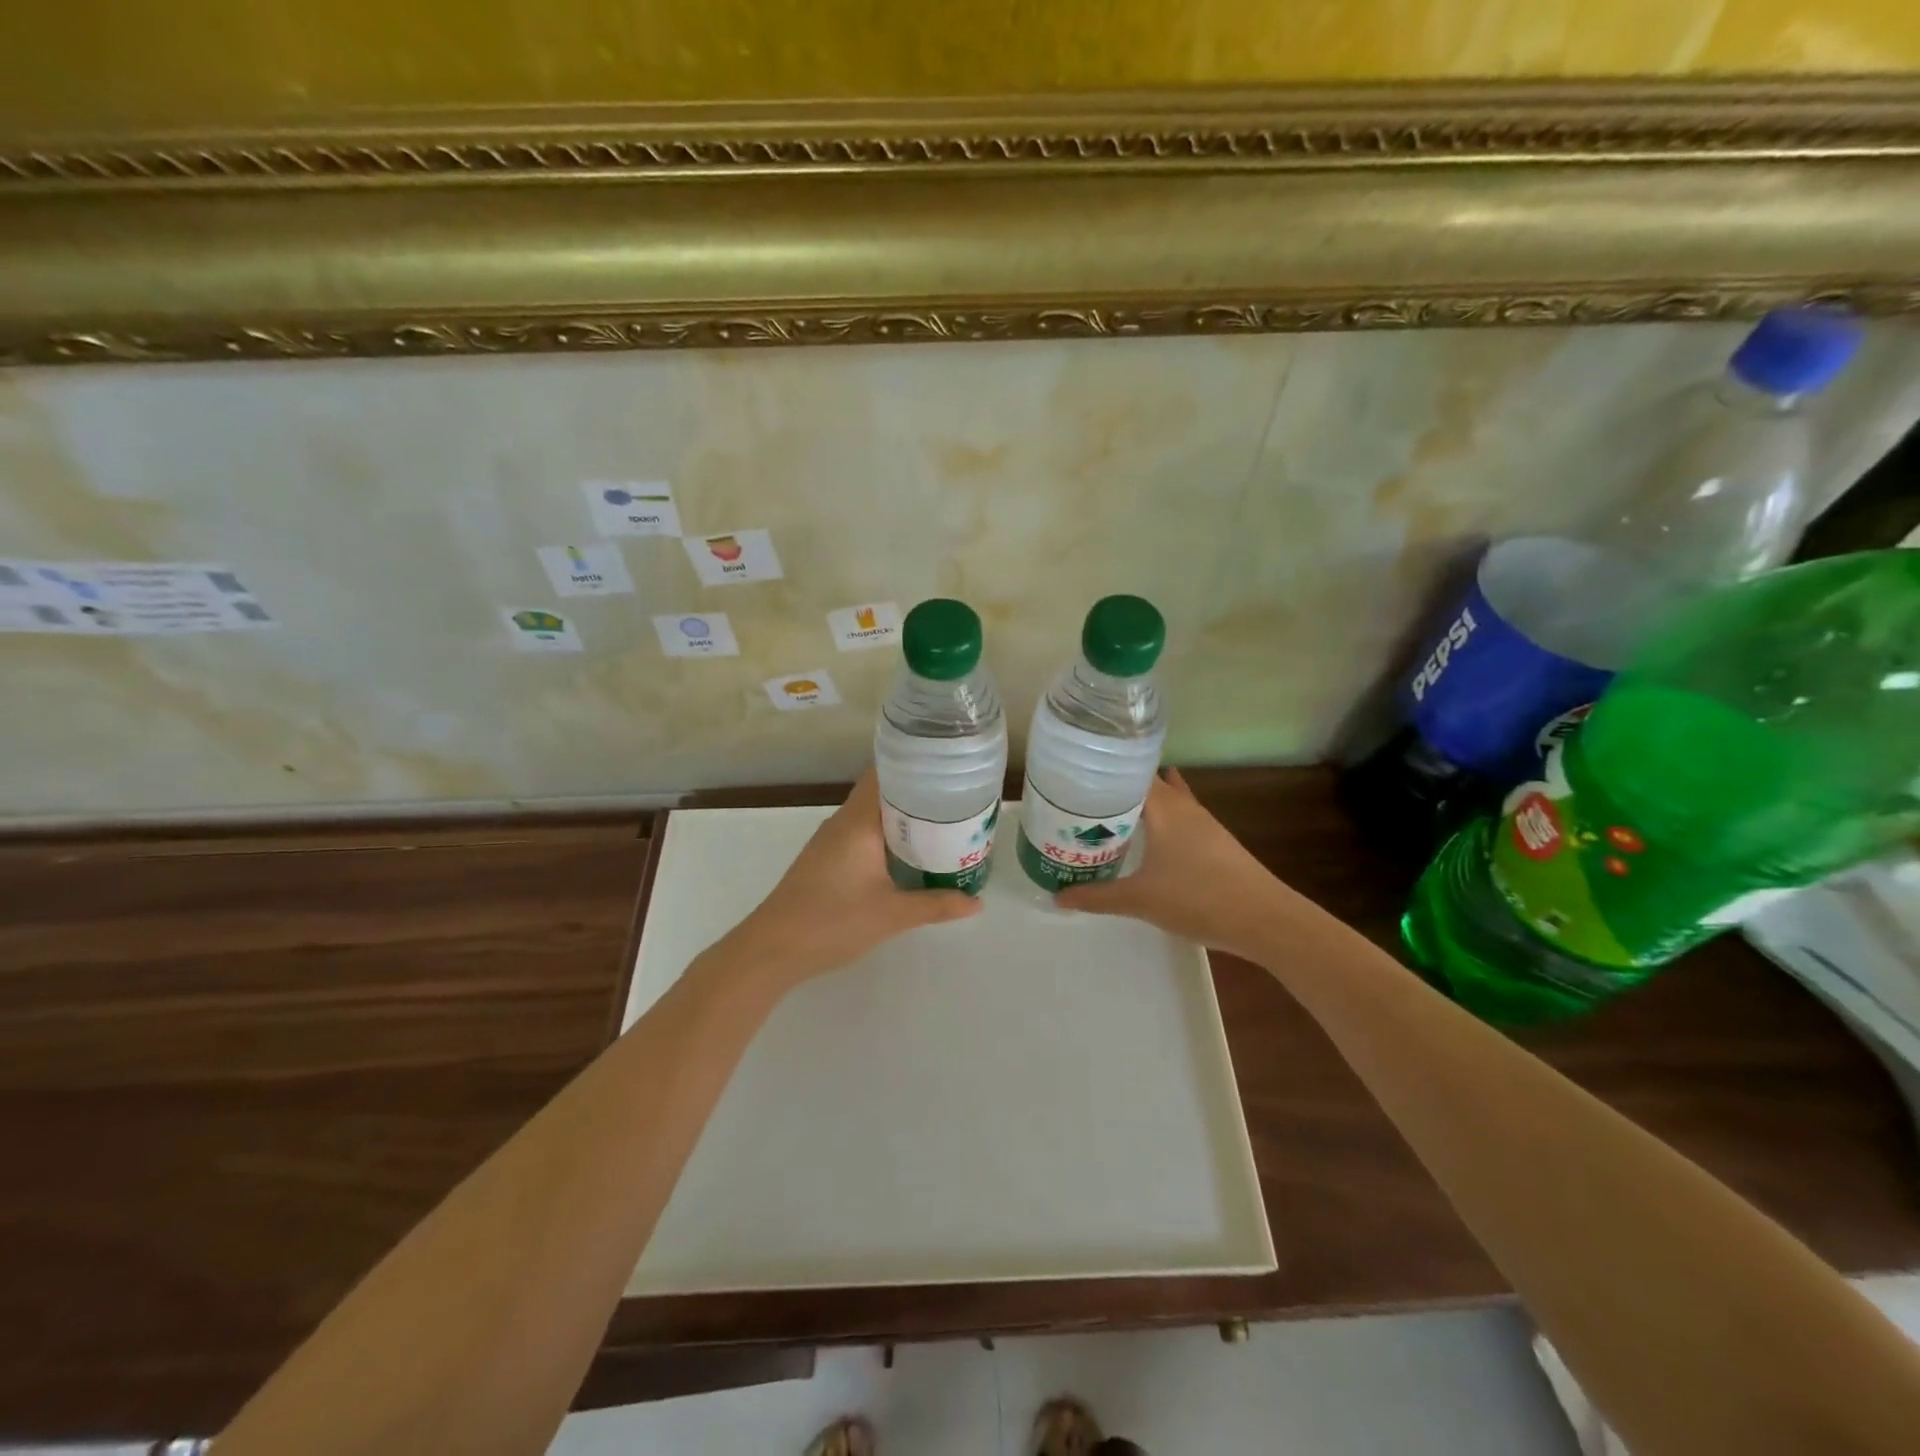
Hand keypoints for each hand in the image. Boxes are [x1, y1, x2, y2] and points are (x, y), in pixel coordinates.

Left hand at [712, 769, 982, 996]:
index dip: (915, 765)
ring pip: (872, 817)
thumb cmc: (832, 922)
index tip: (948, 767)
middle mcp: (842, 823)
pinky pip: (863, 835)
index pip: (885, 774)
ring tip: (943, 826)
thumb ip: (936, 905)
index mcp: (857, 822)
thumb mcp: (891, 915)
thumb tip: (977, 902)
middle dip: (918, 795)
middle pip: (883, 794)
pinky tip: (909, 855)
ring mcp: (830, 842)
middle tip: (958, 801)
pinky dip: (887, 837)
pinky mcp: (825, 861)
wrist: (772, 950)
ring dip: (903, 819)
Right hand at [1056, 770, 1287, 958]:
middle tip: (1083, 797)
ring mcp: (1203, 823)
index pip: (1131, 770)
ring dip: (1141, 804)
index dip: (1105, 768)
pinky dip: (1159, 821)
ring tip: (1109, 814)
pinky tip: (1148, 839)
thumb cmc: (1197, 898)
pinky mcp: (1214, 841)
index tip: (1077, 772)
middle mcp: (1183, 806)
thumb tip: (1057, 897)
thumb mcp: (1139, 900)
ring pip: (1166, 801)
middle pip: (1147, 783)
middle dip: (1118, 786)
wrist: (1263, 919)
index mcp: (1164, 807)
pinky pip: (1178, 818)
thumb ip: (1097, 896)